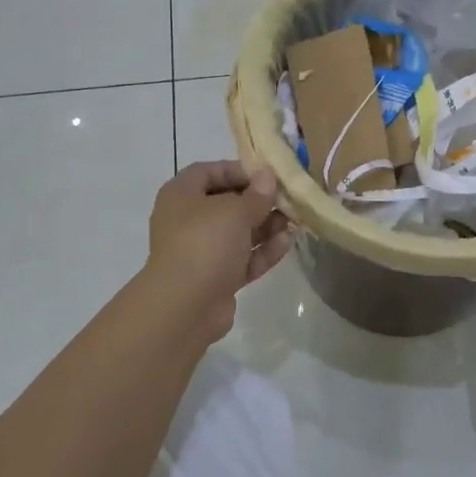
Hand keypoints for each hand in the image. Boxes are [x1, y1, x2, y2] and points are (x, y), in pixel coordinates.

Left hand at [145, 161, 292, 339]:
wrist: (185, 306)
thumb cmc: (205, 243)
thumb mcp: (235, 211)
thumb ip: (256, 194)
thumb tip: (267, 176)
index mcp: (181, 195)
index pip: (209, 172)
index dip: (239, 170)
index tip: (268, 175)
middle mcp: (188, 220)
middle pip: (227, 203)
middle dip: (259, 202)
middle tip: (288, 200)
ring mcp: (201, 251)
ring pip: (238, 233)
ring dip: (266, 227)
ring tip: (294, 222)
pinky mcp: (216, 277)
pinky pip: (242, 258)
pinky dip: (262, 251)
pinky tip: (286, 243)